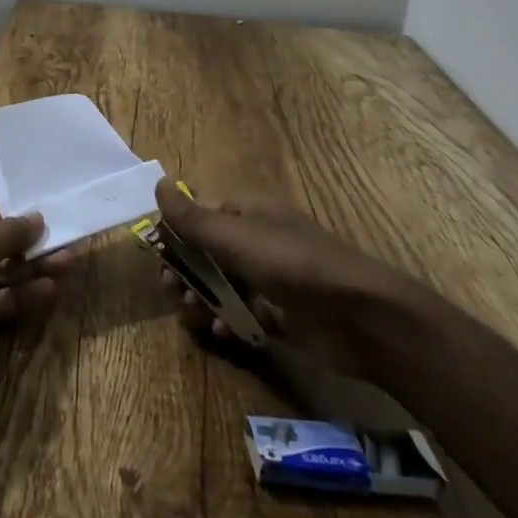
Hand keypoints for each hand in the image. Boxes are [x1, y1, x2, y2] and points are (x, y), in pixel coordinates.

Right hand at [154, 177, 424, 376]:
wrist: (360, 317)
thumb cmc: (292, 265)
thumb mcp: (236, 238)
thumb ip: (193, 218)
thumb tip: (158, 182)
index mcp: (246, 212)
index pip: (200, 215)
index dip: (176, 234)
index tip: (158, 257)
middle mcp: (255, 240)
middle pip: (206, 252)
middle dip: (186, 272)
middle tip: (173, 292)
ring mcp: (269, 278)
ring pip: (221, 285)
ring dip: (202, 299)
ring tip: (195, 316)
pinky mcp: (280, 314)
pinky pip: (242, 314)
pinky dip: (228, 322)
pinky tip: (223, 335)